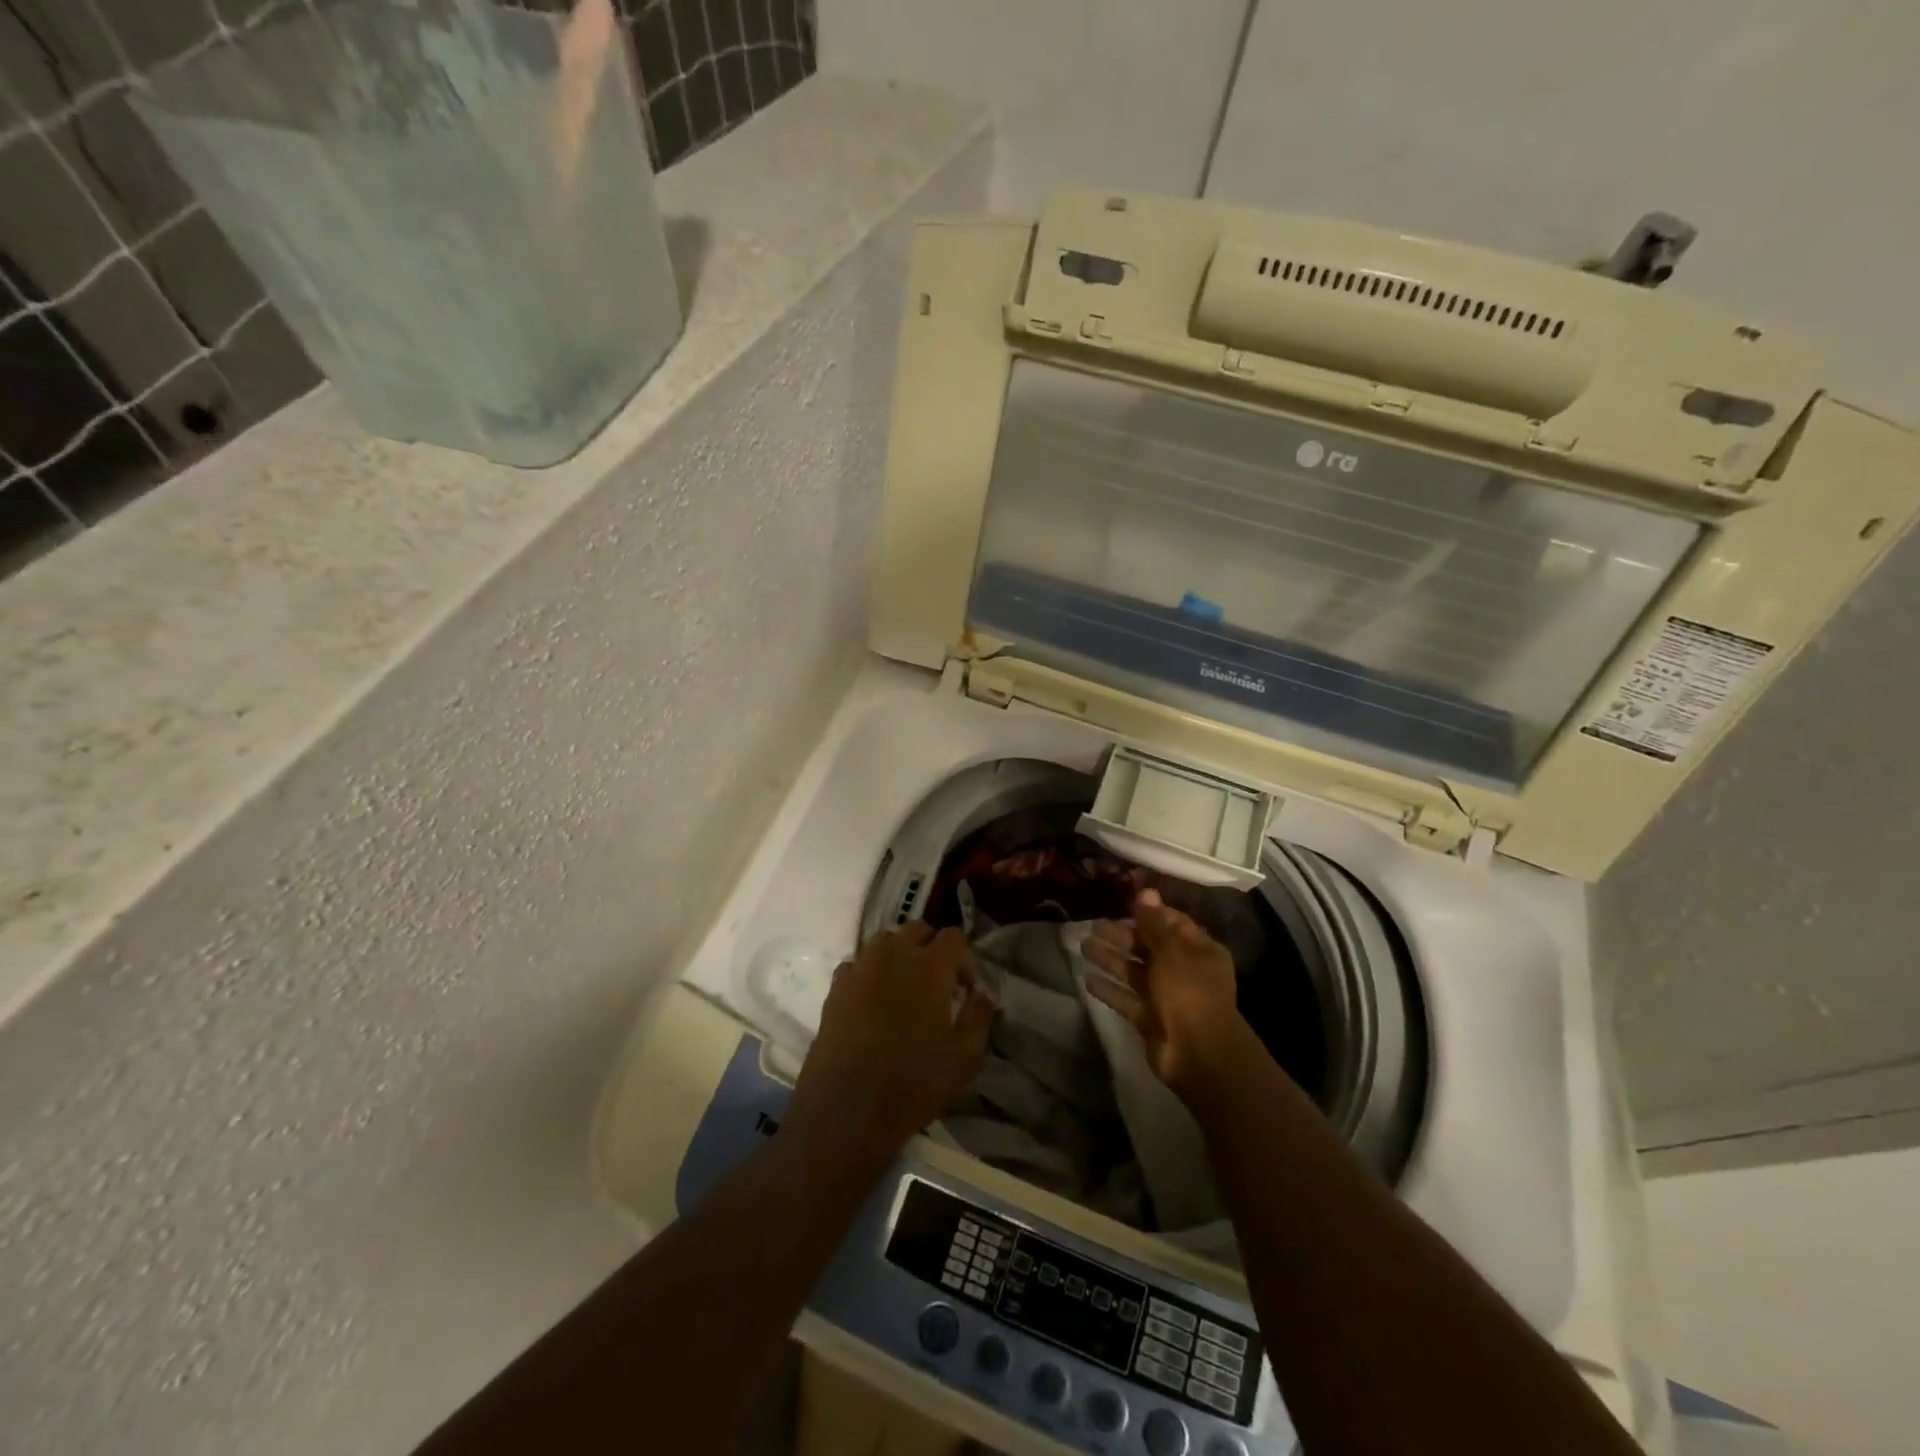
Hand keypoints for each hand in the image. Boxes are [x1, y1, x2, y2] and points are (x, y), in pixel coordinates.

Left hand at [783, 923, 996, 1174]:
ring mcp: (861, 968)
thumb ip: (979, 1016)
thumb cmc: (913, 1082)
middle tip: (938, 983)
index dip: (964, 959)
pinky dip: (870, 971)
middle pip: (917, 929)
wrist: (847, 1109)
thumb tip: (986, 991)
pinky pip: (858, 963)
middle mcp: (893, 955)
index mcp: (929, 966)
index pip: (953, 936)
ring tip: (904, 986)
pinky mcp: (836, 987)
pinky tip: (873, 1000)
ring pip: (885, 940)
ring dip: (900, 953)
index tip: (964, 989)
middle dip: (932, 948)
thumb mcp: (964, 1056)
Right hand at [1083, 888, 1248, 1101]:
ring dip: (1110, 959)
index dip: (1149, 912)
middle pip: (1149, 947)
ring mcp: (1167, 997)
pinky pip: (1127, 999)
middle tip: (1093, 924)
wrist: (1198, 1052)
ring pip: (1134, 972)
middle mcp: (1184, 971)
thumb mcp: (1171, 950)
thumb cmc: (1188, 990)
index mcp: (1199, 950)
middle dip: (1122, 935)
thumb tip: (1145, 891)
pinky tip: (1087, 979)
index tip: (1123, 902)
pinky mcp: (1150, 1019)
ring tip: (1083, 945)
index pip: (1173, 923)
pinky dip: (1109, 989)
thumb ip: (1153, 922)